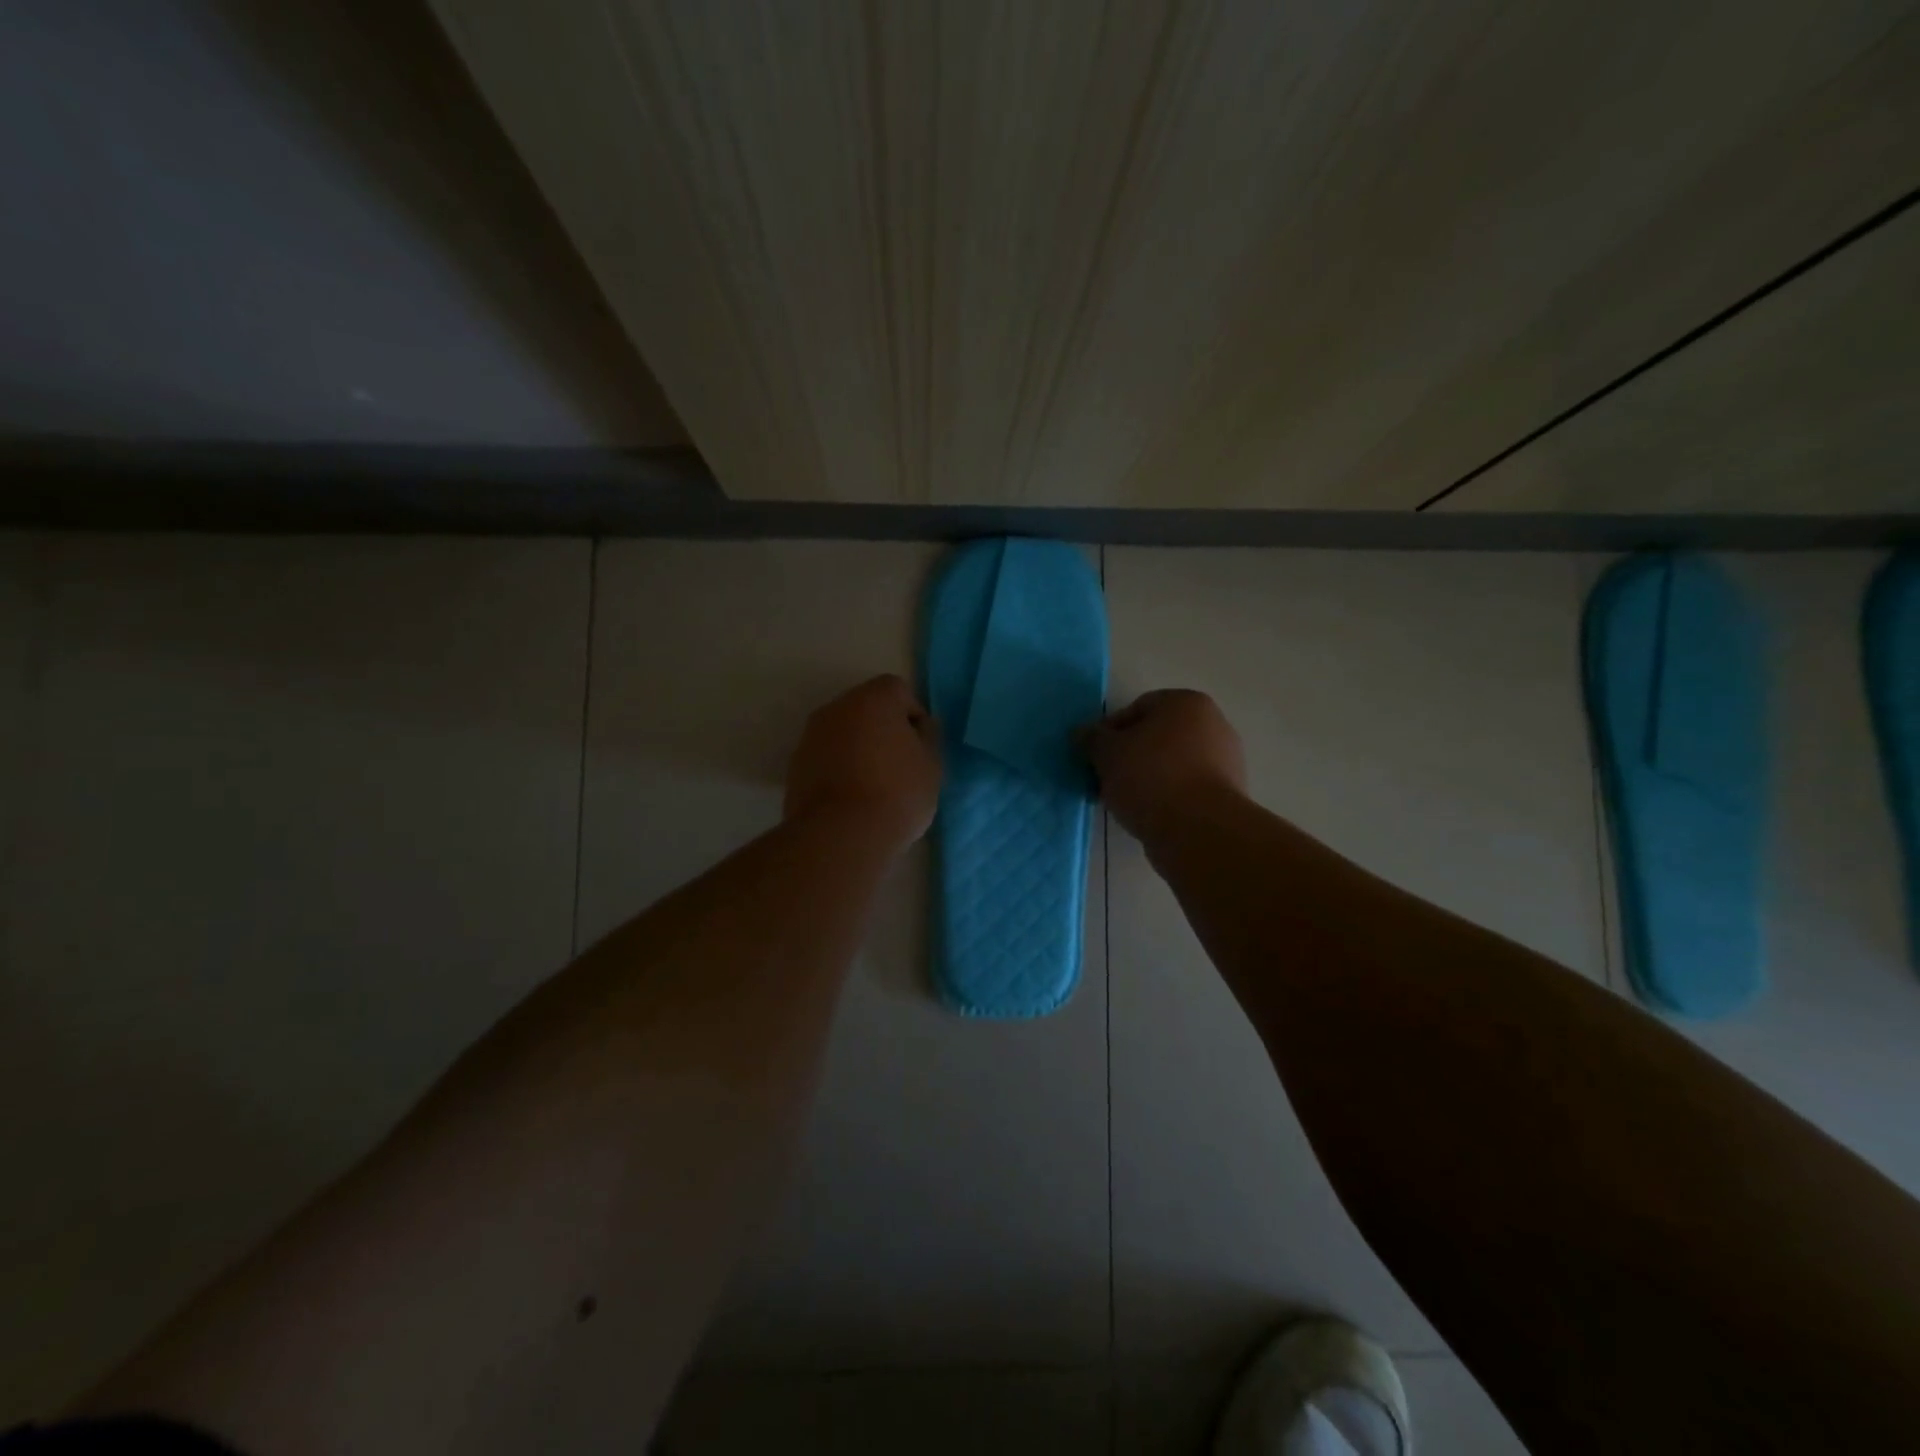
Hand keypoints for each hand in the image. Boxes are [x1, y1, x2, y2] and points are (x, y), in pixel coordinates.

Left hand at [785, 675, 942, 853]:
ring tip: (874, 785)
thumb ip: (927, 738)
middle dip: (883, 729)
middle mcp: (837, 707)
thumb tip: (918, 728)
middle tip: (899, 764)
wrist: (840, 835)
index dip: (912, 716)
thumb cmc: (897, 794)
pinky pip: (825, 756)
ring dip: (858, 748)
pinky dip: (838, 767)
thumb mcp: (931, 766)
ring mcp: (811, 735)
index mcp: (873, 699)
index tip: (919, 746)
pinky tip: (851, 798)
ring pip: (843, 732)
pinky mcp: (796, 764)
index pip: (898, 691)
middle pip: (866, 708)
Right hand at [1081, 689, 1246, 841]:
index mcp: (1187, 703)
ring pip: (1171, 764)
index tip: (1095, 756)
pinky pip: (1186, 788)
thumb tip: (1083, 734)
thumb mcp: (1107, 753)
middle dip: (1129, 756)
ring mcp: (1226, 760)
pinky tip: (1148, 814)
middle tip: (1106, 778)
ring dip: (1147, 778)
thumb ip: (1092, 738)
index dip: (1110, 731)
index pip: (1137, 708)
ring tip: (1124, 801)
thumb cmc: (1151, 777)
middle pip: (1157, 736)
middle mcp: (1214, 724)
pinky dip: (1167, 797)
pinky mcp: (1228, 794)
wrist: (1199, 830)